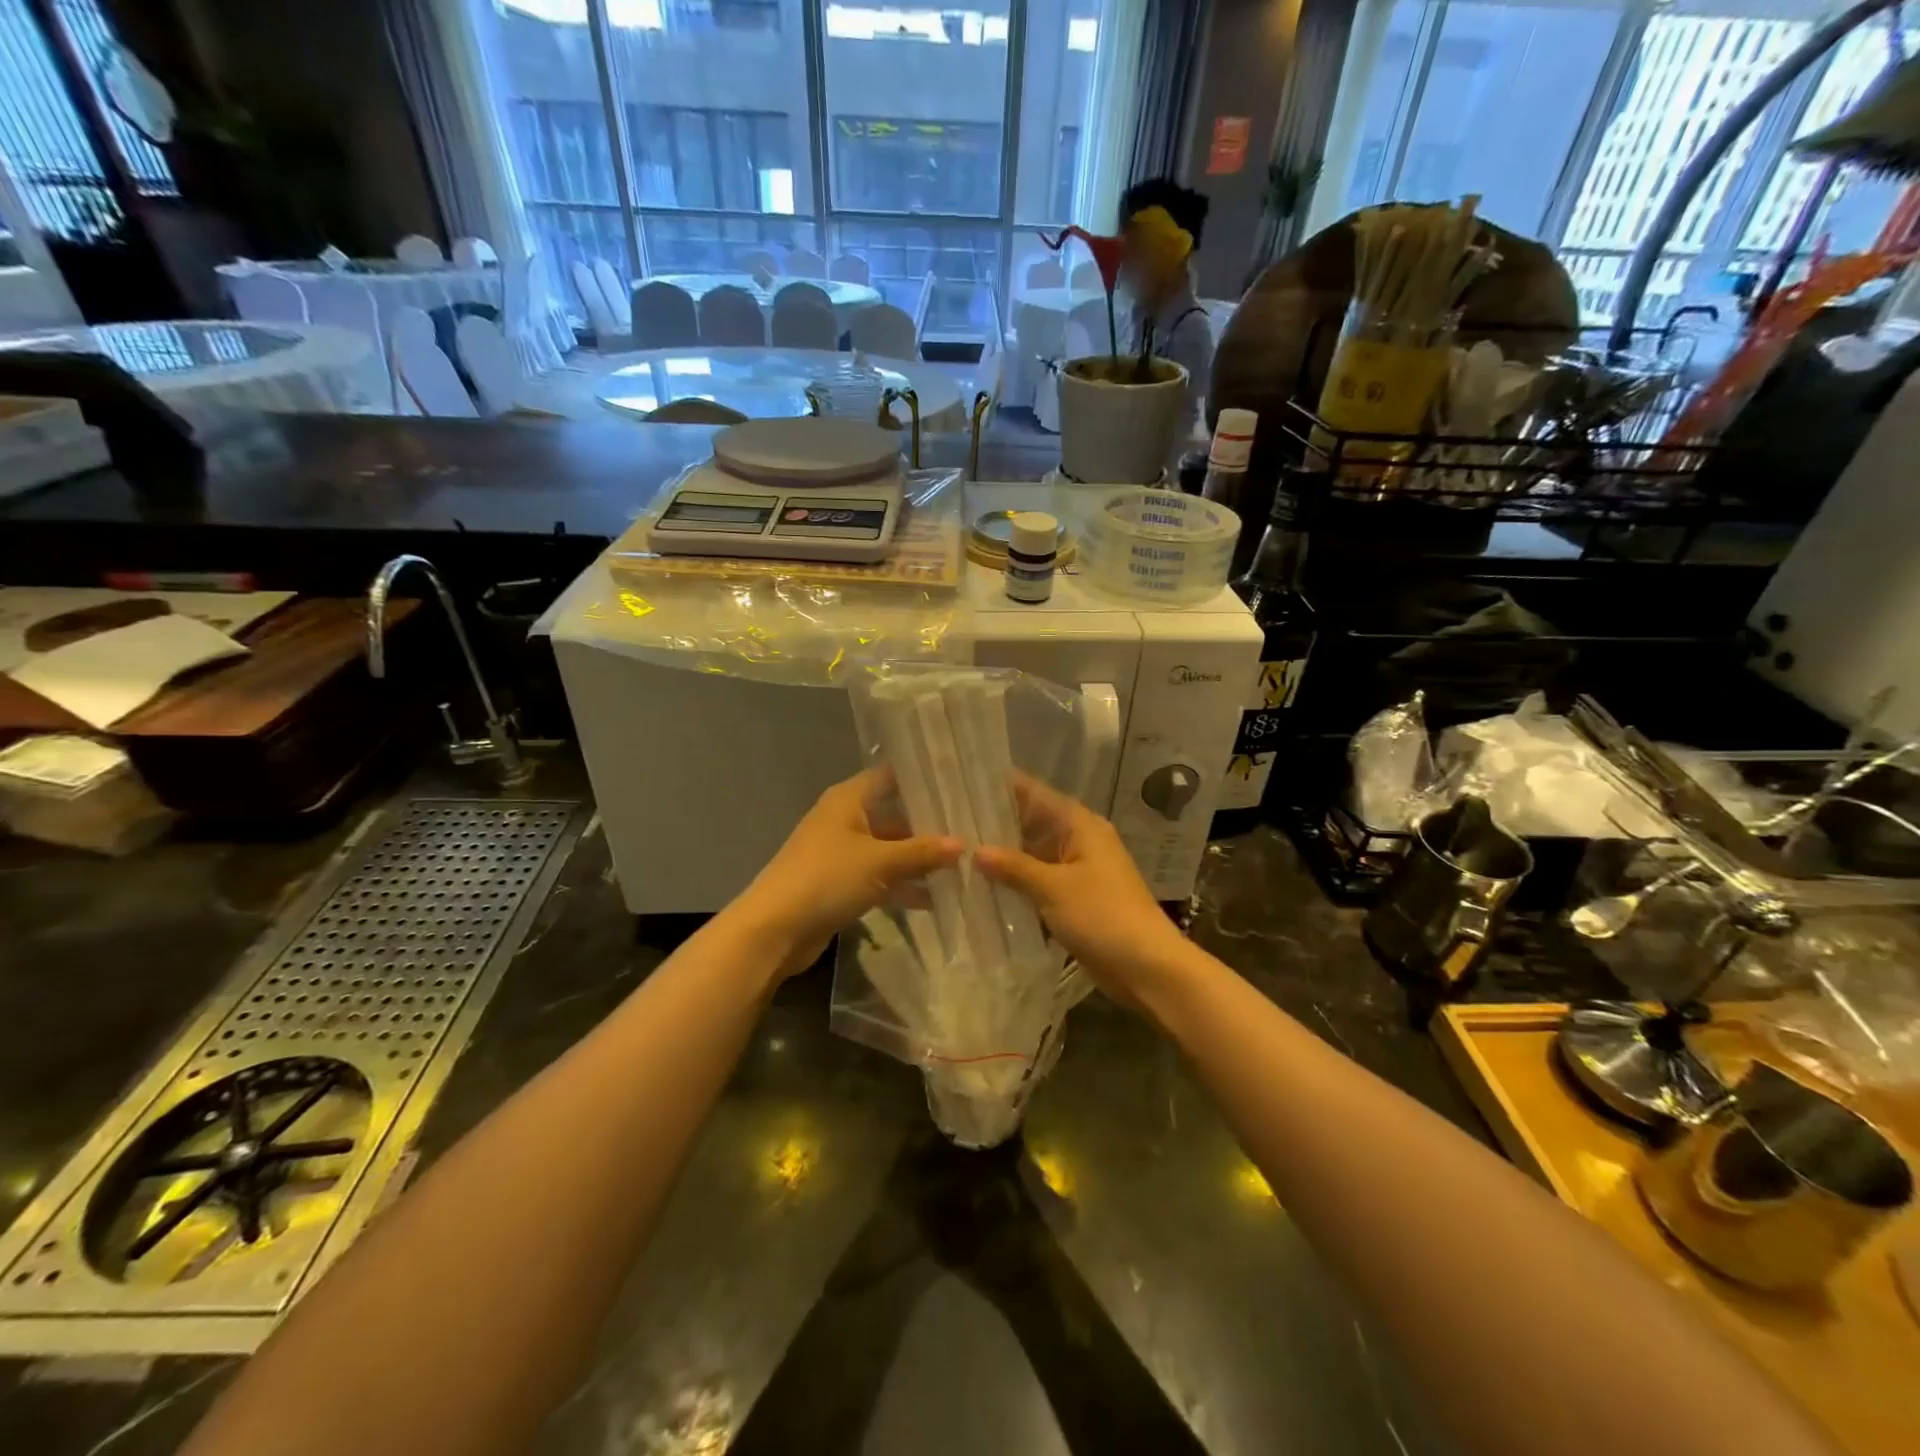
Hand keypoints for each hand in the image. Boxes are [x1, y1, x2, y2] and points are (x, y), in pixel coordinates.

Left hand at [732, 768, 962, 978]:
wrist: (775, 929)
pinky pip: (880, 877)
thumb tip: (963, 844)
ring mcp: (842, 853)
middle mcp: (845, 819)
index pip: (891, 776)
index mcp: (849, 799)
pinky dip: (902, 885)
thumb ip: (922, 851)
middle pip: (894, 815)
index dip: (922, 779)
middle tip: (972, 830)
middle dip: (929, 826)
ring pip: (889, 849)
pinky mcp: (841, 884)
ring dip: (918, 860)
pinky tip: (935, 899)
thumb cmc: (827, 878)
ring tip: (962, 868)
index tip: (959, 783)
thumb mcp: (880, 862)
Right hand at [973, 777, 1187, 1002]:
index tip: (963, 782)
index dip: (1000, 787)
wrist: (1147, 967)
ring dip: (1002, 857)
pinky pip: (1037, 881)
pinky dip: (1015, 883)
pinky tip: (981, 886)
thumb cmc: (1103, 915)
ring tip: (955, 852)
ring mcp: (1076, 870)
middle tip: (948, 821)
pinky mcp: (1073, 898)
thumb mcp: (1053, 888)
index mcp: (1079, 824)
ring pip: (1031, 854)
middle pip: (1030, 823)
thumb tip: (974, 850)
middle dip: (994, 825)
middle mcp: (1078, 840)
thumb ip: (1013, 866)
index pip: (1034, 793)